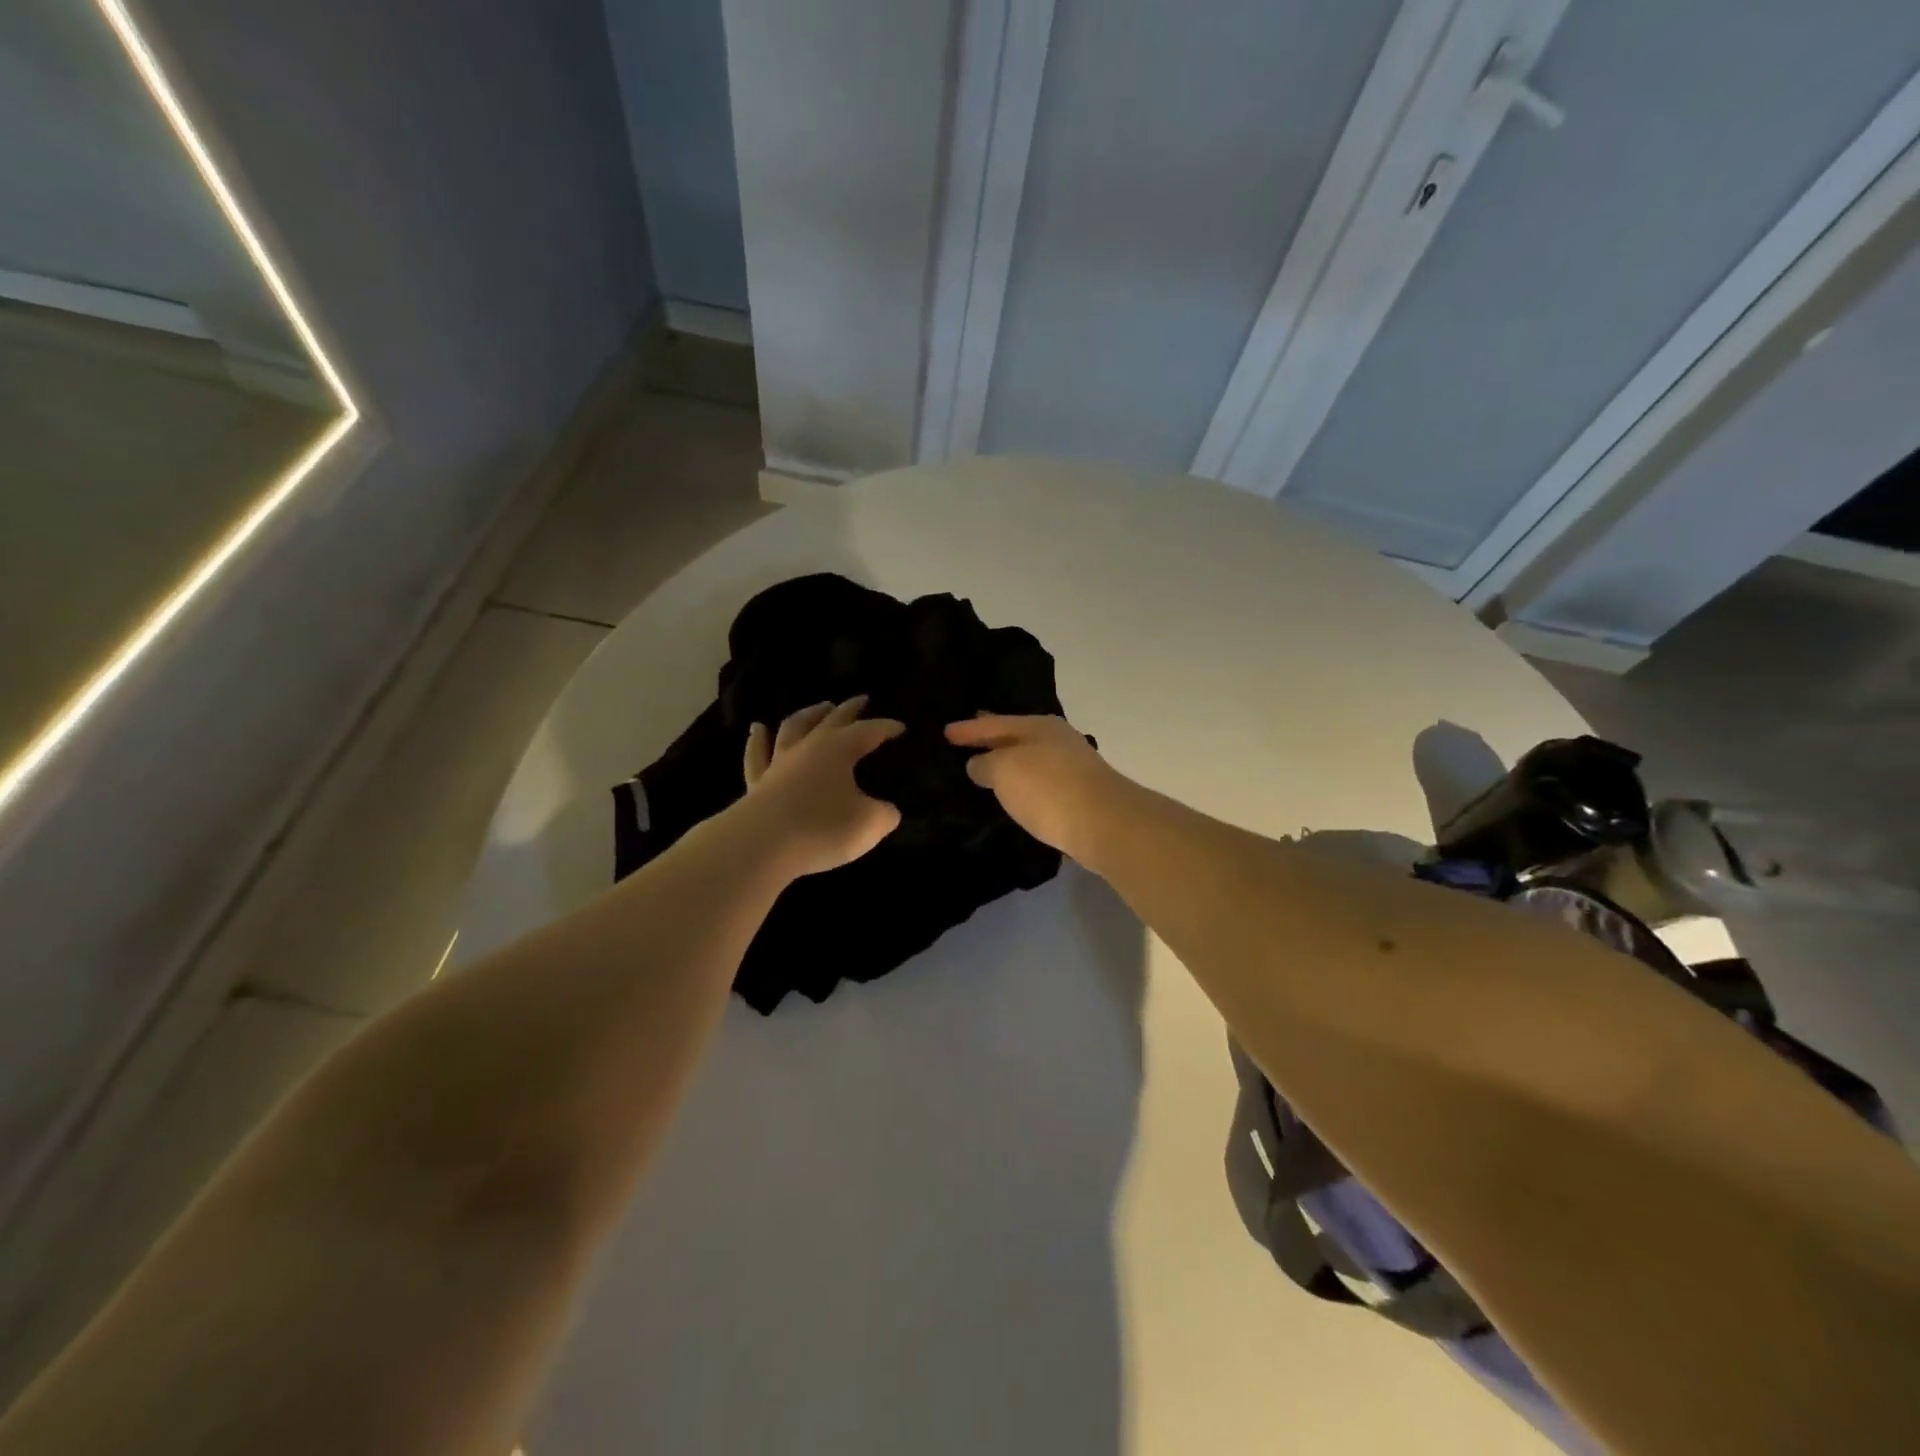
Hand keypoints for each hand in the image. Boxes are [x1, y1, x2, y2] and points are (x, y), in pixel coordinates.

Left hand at [742, 697, 904, 878]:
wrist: (762, 845)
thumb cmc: (823, 828)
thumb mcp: (870, 824)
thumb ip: (884, 814)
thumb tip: (887, 810)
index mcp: (840, 749)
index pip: (870, 731)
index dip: (887, 728)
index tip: (901, 728)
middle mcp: (809, 747)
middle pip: (832, 719)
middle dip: (850, 709)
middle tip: (862, 699)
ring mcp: (779, 762)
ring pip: (794, 728)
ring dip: (809, 714)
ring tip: (820, 706)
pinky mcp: (757, 783)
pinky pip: (757, 755)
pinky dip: (758, 740)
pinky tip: (758, 729)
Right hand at [944, 714, 1119, 860]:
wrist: (1105, 824)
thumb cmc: (1049, 788)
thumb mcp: (1004, 770)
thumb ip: (985, 764)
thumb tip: (979, 764)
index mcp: (1038, 726)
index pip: (994, 723)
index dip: (968, 729)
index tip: (945, 732)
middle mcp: (1057, 740)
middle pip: (1016, 736)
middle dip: (992, 739)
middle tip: (966, 740)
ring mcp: (1072, 766)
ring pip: (1029, 759)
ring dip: (1008, 763)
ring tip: (986, 769)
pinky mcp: (1080, 794)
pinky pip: (1040, 782)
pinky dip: (1023, 784)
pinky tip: (1015, 793)